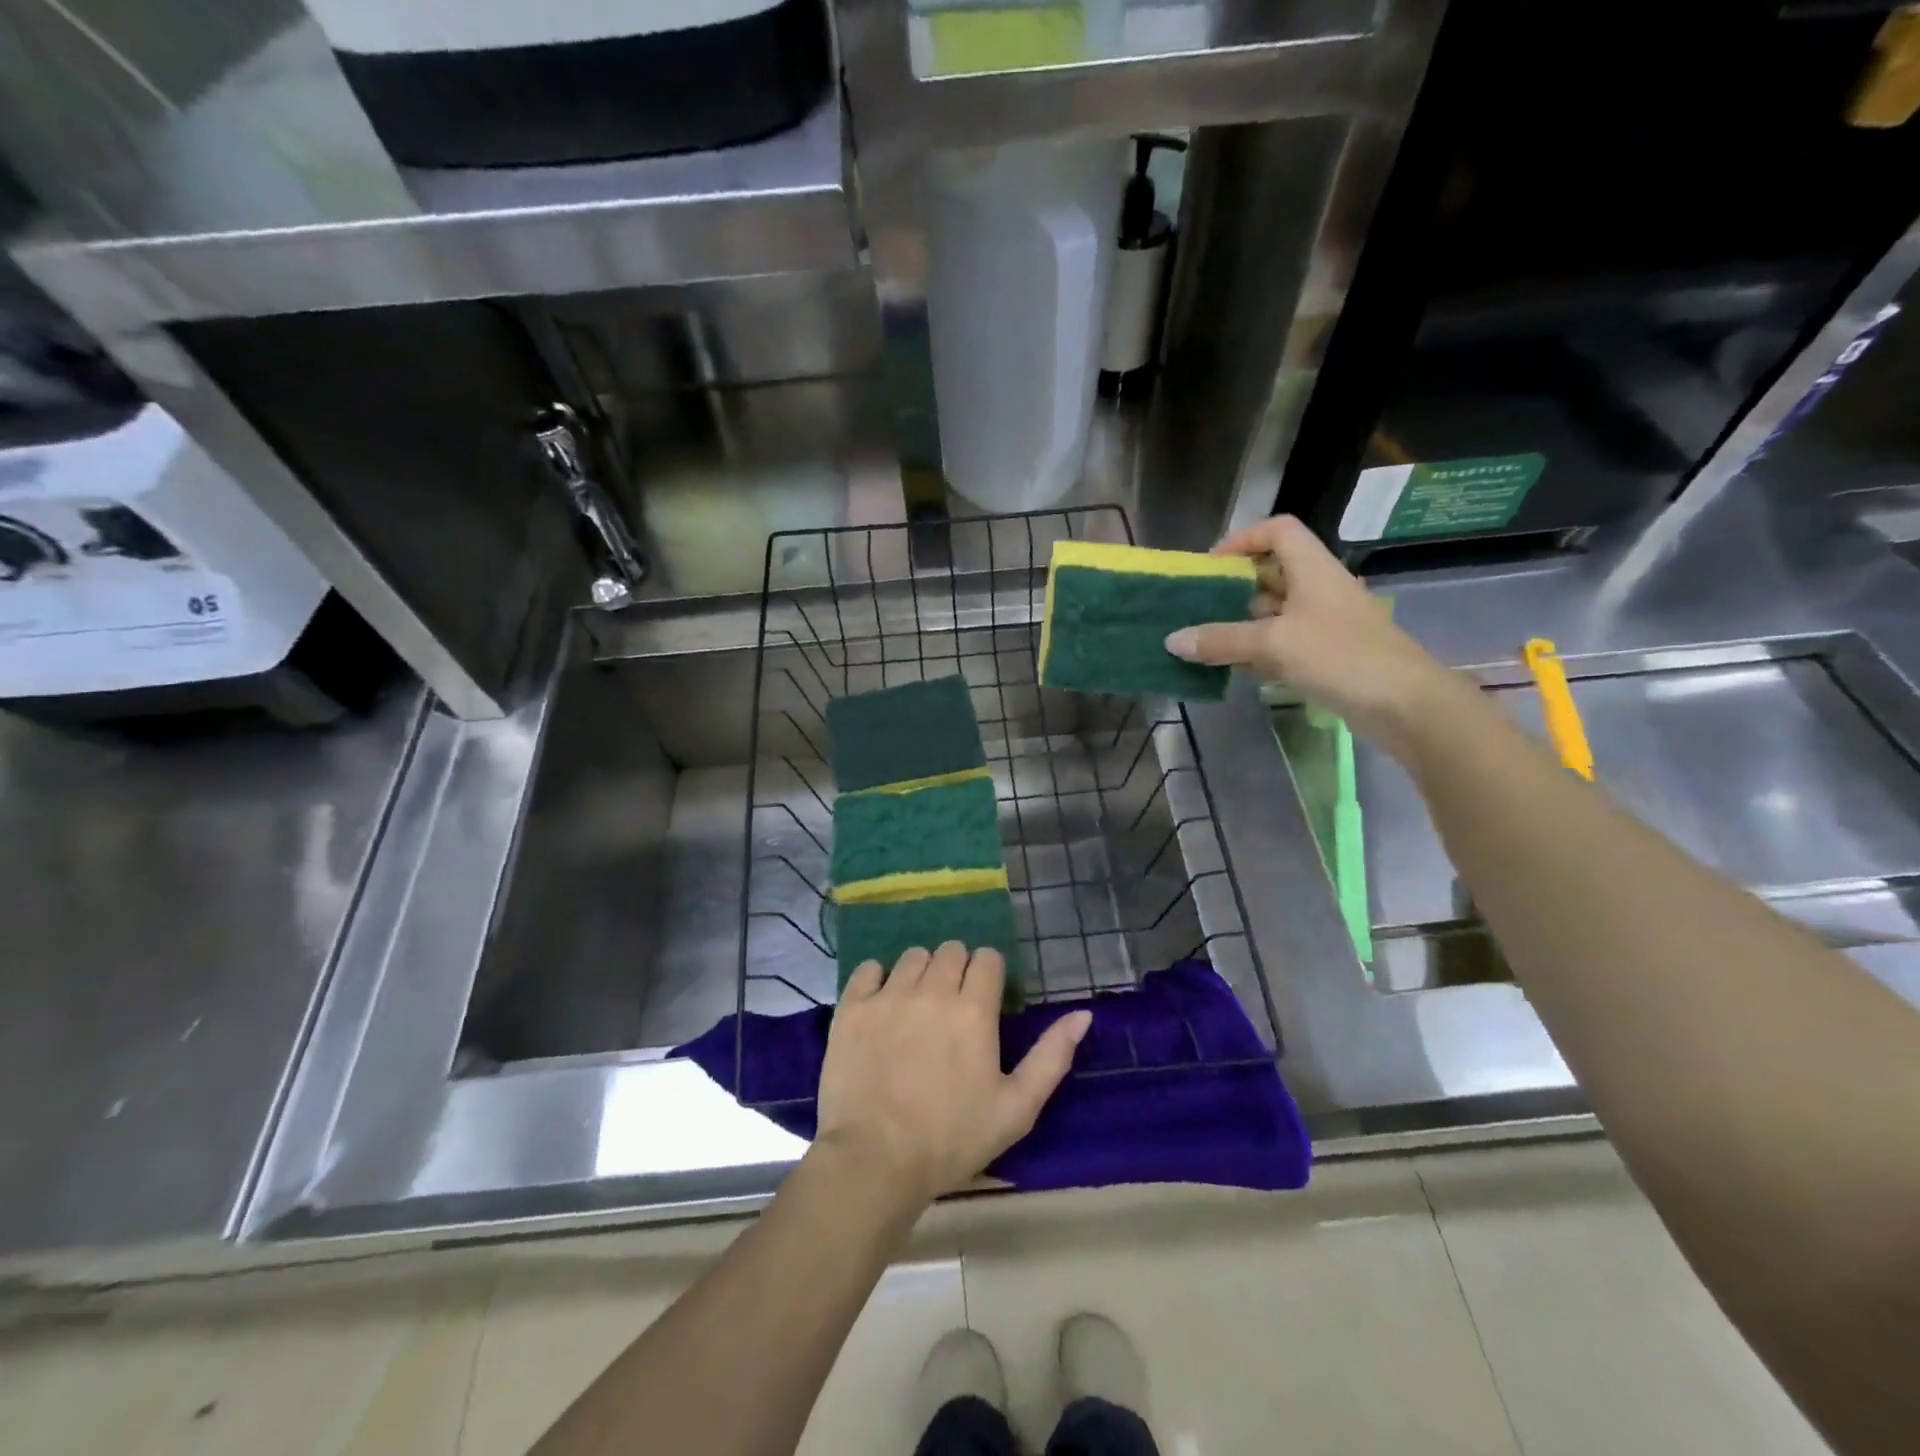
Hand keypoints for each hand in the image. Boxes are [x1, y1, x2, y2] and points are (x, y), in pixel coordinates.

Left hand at [814, 942, 1092, 1209]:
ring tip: (918, 1006)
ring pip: (912, 956)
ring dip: (921, 972)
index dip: (989, 975)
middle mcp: (932, 990)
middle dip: (957, 970)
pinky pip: (868, 969)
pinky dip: (878, 979)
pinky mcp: (853, 1007)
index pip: (987, 958)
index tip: (984, 1001)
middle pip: (951, 950)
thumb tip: (1083, 1014)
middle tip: (952, 1007)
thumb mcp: (1016, 1108)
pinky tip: (882, 1005)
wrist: (874, 1161)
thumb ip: (1052, 1056)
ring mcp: (888, 995)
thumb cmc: (952, 1139)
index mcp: (974, 1010)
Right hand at [1164, 514, 1470, 758]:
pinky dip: (1259, 648)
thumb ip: (1221, 640)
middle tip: (1199, 606)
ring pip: (1276, 610)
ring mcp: (1325, 622)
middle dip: (1235, 586)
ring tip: (1208, 640)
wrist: (1404, 704)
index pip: (1278, 531)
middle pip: (1273, 571)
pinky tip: (1237, 667)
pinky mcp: (1328, 653)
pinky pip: (1285, 640)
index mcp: (1313, 569)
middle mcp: (1319, 588)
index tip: (1211, 566)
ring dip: (1243, 622)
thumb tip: (1172, 640)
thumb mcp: (1274, 644)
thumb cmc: (1340, 657)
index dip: (1243, 539)